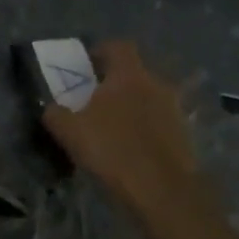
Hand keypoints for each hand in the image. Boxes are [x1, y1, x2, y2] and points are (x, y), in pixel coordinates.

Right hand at [41, 41, 203, 217]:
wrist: (163, 191)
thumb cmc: (113, 149)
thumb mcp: (69, 130)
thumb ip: (55, 113)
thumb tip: (52, 108)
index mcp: (129, 75)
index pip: (118, 46)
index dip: (101, 51)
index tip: (86, 67)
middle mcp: (156, 85)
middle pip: (135, 73)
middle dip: (116, 82)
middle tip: (95, 100)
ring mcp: (175, 111)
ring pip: (149, 98)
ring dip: (133, 106)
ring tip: (113, 127)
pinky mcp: (185, 136)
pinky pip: (160, 122)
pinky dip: (146, 129)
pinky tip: (131, 148)